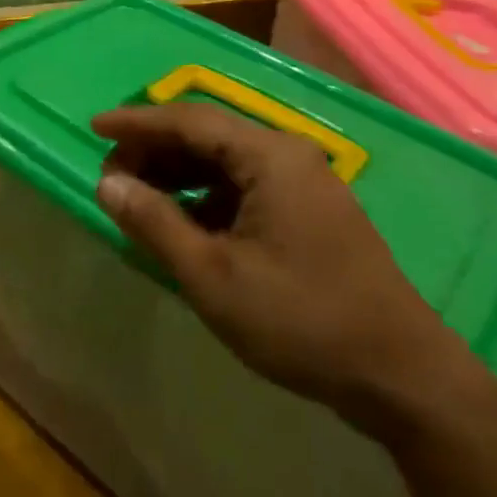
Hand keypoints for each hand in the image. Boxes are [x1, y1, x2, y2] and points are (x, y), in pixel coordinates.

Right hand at [92, 103, 490, 445]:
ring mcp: (305, 182)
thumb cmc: (301, 321)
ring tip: (138, 198)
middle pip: (208, 135)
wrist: (402, 377)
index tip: (93, 127)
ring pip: (226, 162)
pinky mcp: (310, 211)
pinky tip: (184, 223)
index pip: (189, 120)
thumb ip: (156, 223)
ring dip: (179, 174)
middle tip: (112, 174)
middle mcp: (288, 154)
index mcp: (269, 156)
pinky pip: (246, 186)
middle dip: (155, 150)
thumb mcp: (214, 277)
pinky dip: (207, 196)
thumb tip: (107, 183)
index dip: (137, 122)